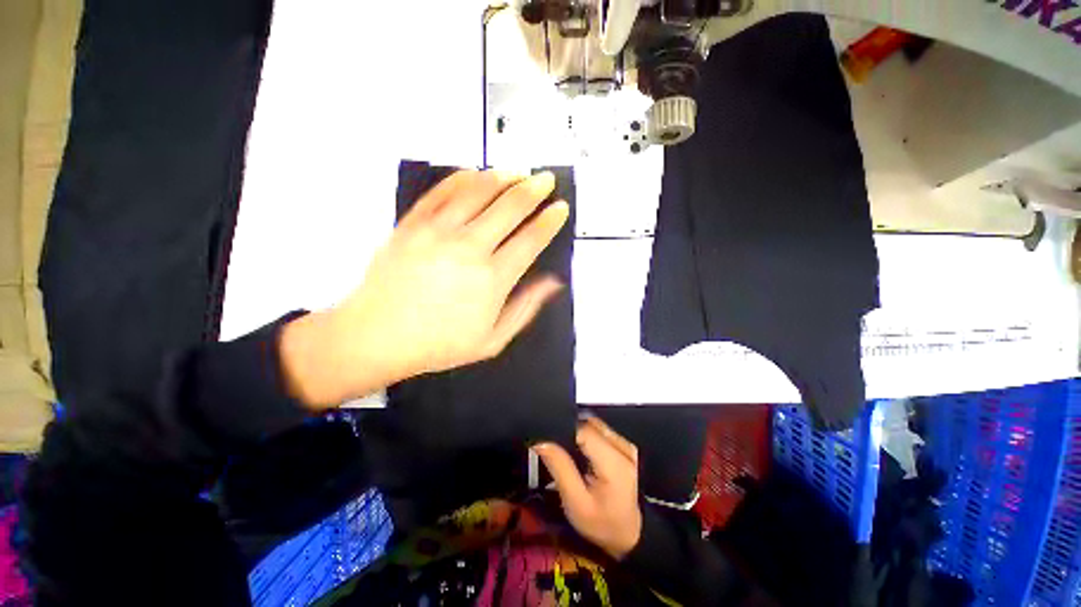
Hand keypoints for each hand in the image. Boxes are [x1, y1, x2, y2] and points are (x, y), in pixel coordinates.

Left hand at [281, 170, 569, 407]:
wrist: (376, 337)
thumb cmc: (438, 344)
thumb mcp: (492, 340)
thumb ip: (525, 308)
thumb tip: (552, 283)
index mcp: (493, 279)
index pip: (531, 240)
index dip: (550, 221)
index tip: (560, 208)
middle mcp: (469, 248)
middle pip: (510, 207)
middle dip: (534, 189)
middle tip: (546, 180)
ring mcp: (438, 232)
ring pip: (478, 191)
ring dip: (503, 177)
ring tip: (517, 171)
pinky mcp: (412, 224)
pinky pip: (442, 191)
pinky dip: (463, 177)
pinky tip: (476, 172)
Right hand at [534, 415, 642, 559]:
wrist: (630, 535)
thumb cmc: (602, 524)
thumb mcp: (576, 503)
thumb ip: (559, 467)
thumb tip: (540, 441)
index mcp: (614, 462)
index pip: (583, 429)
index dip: (562, 430)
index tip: (546, 440)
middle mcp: (623, 446)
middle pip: (588, 423)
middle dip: (568, 431)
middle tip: (554, 448)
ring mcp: (626, 444)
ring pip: (593, 424)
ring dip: (577, 432)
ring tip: (566, 451)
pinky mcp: (624, 445)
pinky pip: (599, 430)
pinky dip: (586, 436)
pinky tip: (579, 452)